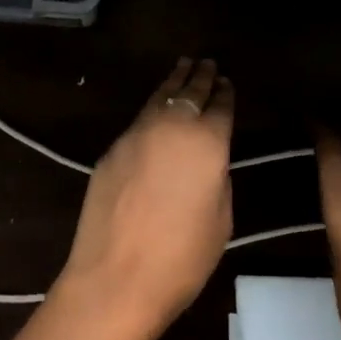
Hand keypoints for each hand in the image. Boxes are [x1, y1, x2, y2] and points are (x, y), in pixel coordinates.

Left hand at [53, 58, 233, 339]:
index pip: (221, 107)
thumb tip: (209, 162)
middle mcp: (172, 126)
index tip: (228, 82)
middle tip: (208, 62)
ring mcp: (137, 134)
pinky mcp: (112, 148)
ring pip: (160, 97)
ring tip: (183, 66)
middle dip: (201, 76)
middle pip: (190, 92)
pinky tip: (156, 107)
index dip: (226, 94)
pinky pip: (140, 118)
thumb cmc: (181, 258)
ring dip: (174, 81)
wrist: (115, 277)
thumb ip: (218, 179)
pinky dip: (153, 106)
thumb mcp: (221, 220)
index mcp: (208, 142)